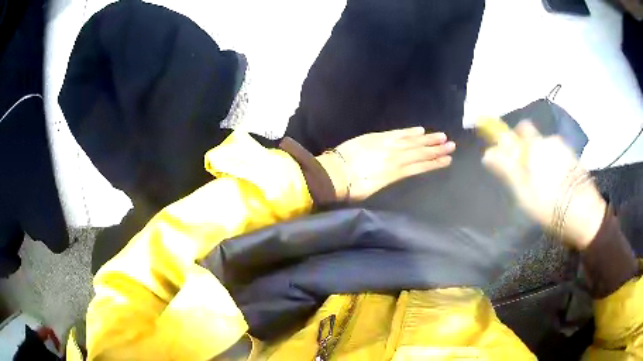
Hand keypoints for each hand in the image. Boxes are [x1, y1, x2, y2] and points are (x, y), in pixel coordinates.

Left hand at [317, 127, 455, 200]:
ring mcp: (386, 146)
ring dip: (427, 139)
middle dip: (436, 149)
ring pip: (411, 142)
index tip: (448, 160)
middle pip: (419, 153)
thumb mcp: (374, 191)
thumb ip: (389, 180)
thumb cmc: (352, 188)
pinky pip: (396, 133)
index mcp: (394, 174)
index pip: (419, 167)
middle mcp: (394, 158)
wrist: (334, 174)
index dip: (434, 164)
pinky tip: (420, 130)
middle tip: (451, 145)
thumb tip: (400, 175)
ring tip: (442, 136)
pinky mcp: (377, 137)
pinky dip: (408, 131)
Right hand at [482, 121, 606, 249]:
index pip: (522, 129)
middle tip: (530, 177)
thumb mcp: (523, 191)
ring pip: (549, 150)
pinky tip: (558, 186)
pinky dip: (556, 166)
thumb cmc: (549, 204)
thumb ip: (506, 168)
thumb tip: (488, 153)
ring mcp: (565, 150)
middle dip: (530, 152)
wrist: (583, 214)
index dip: (516, 138)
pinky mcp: (575, 160)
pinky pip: (560, 157)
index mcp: (535, 146)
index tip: (513, 155)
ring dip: (544, 161)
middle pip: (536, 140)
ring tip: (546, 186)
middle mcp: (551, 141)